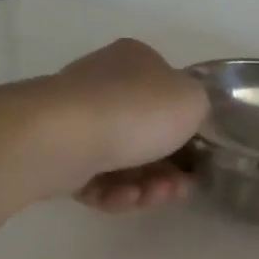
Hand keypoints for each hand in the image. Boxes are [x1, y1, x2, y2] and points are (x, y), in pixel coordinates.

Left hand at [38, 39, 208, 211]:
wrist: (64, 138)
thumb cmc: (136, 111)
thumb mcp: (193, 100)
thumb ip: (199, 108)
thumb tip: (186, 119)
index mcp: (137, 60)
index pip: (170, 94)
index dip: (189, 130)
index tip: (199, 159)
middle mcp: (105, 84)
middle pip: (149, 135)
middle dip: (169, 168)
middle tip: (180, 188)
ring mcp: (78, 119)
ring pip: (125, 161)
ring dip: (146, 185)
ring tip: (151, 196)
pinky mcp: (59, 154)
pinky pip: (97, 179)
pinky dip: (114, 192)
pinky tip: (122, 197)